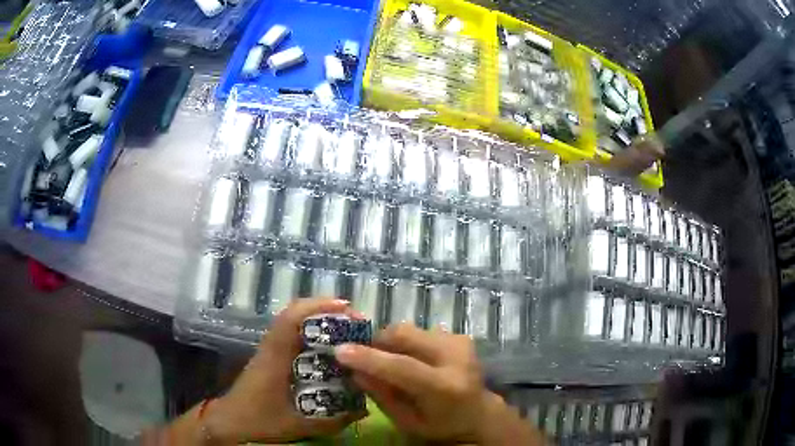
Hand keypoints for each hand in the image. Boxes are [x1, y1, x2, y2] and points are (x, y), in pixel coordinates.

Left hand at [204, 297, 365, 443]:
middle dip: (326, 311)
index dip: (318, 307)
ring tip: (347, 331)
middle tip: (356, 322)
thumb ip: (332, 421)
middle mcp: (272, 347)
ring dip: (320, 320)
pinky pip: (293, 335)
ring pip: (294, 323)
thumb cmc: (259, 420)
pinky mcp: (271, 357)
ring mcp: (270, 350)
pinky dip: (312, 333)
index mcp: (275, 356)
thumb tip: (367, 410)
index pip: (291, 319)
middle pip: (295, 314)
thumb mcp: (298, 424)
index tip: (346, 308)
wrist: (229, 421)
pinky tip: (329, 349)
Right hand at [333, 323, 500, 442]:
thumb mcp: (407, 422)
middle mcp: (456, 358)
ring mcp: (460, 342)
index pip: (403, 367)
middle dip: (376, 342)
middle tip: (361, 356)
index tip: (339, 351)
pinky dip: (406, 342)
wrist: (479, 413)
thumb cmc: (441, 426)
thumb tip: (354, 371)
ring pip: (410, 329)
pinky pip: (420, 331)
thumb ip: (382, 396)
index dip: (369, 358)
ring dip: (390, 342)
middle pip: (405, 336)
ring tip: (387, 360)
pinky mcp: (459, 335)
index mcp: (445, 388)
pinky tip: (409, 359)